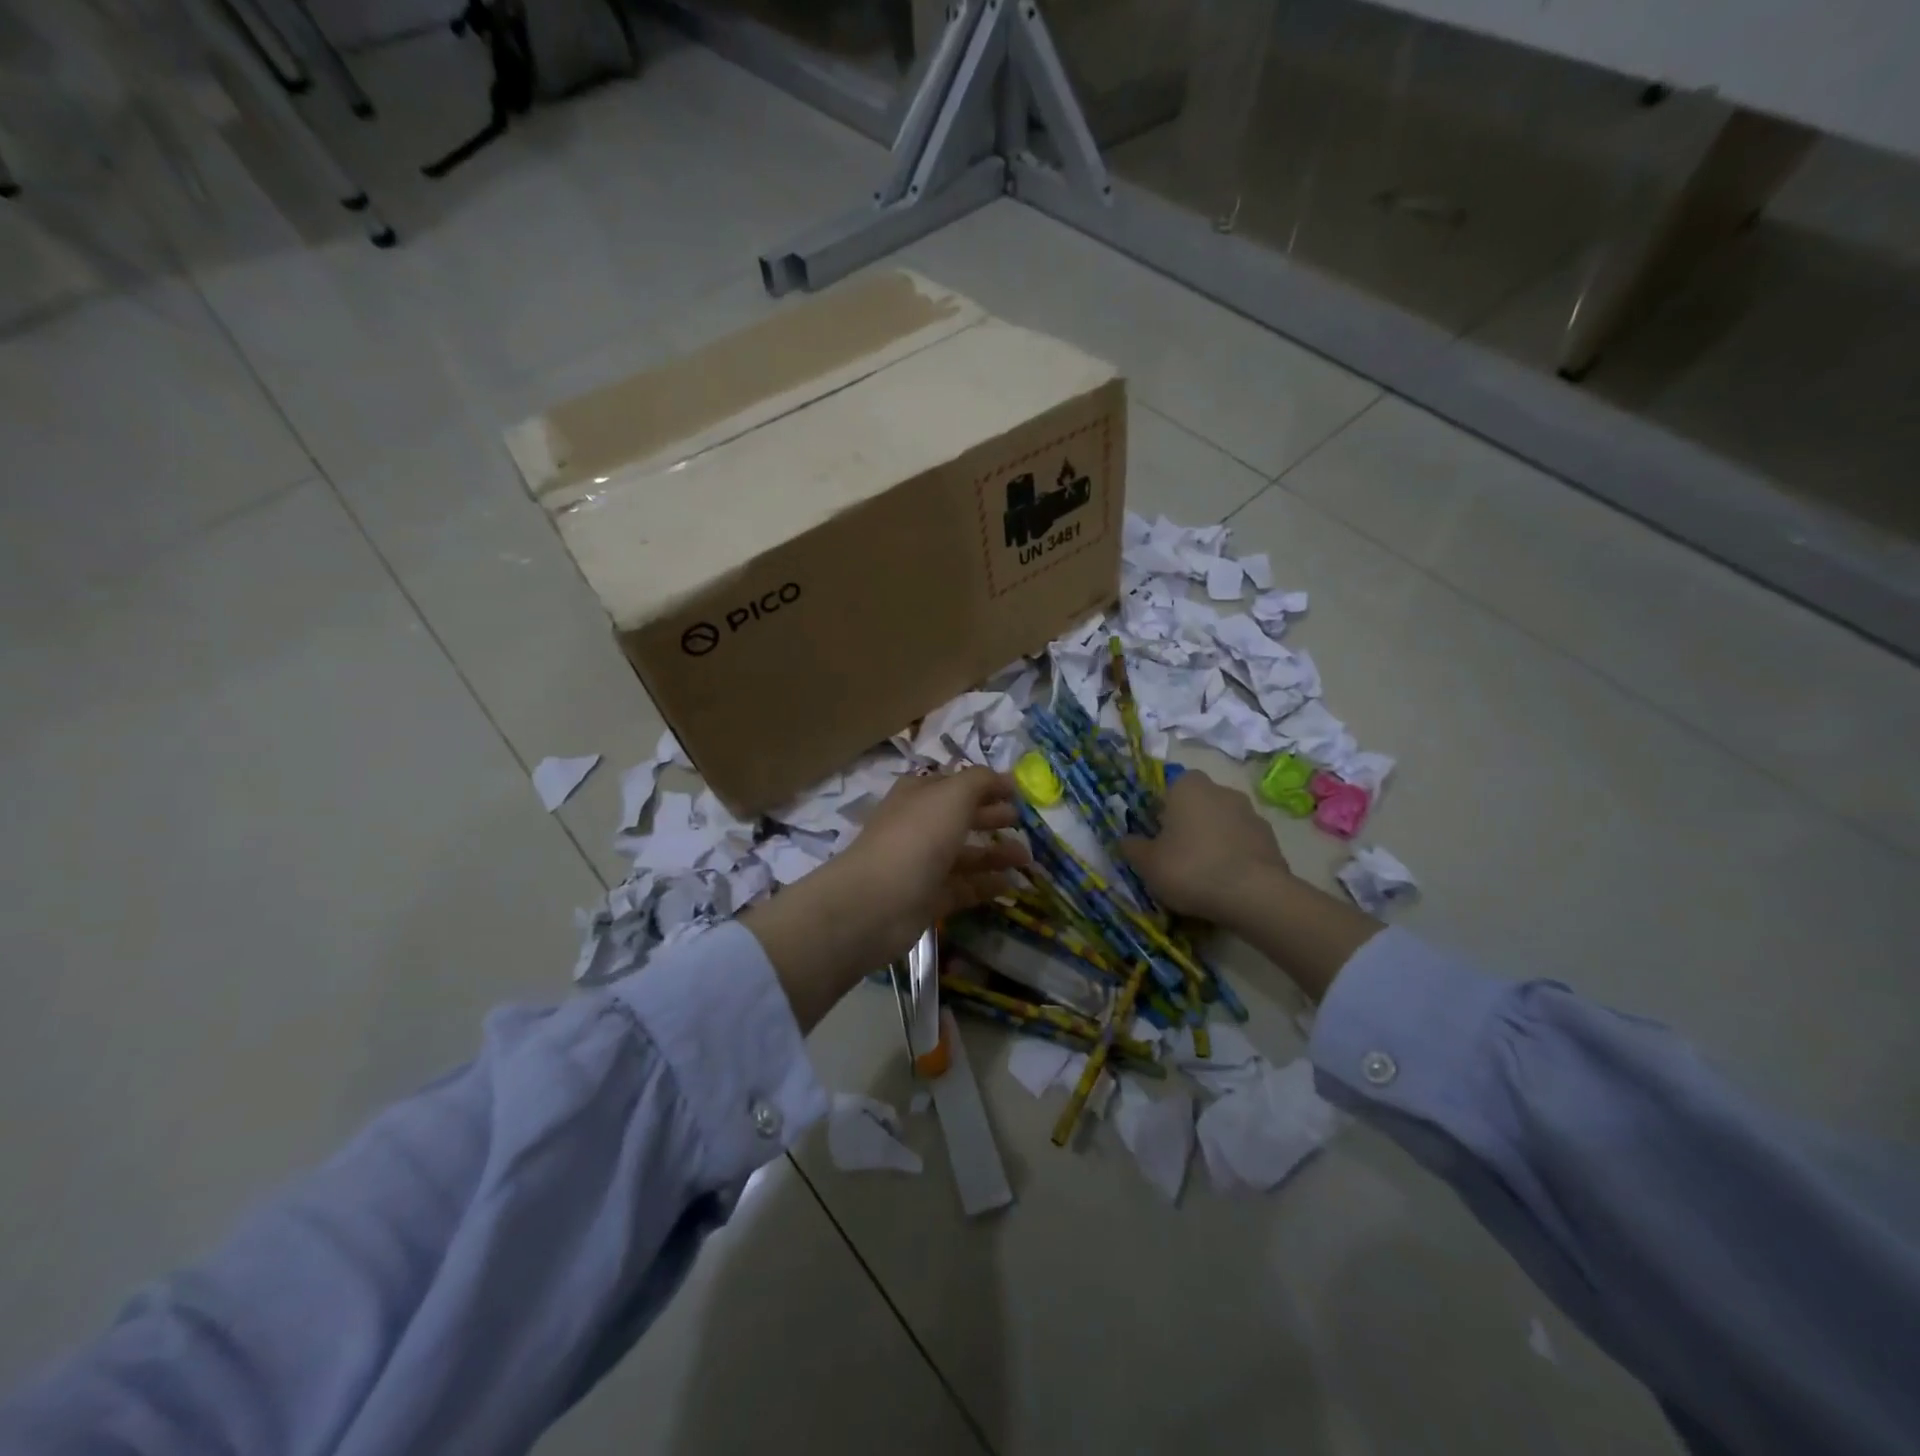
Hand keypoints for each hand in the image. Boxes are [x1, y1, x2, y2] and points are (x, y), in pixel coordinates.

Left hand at [742, 769, 1029, 1030]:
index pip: (955, 784)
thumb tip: (1003, 778)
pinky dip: (986, 885)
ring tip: (1027, 858)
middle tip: (1023, 823)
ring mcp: (921, 864)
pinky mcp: (927, 899)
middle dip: (991, 817)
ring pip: (964, 855)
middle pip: (960, 818)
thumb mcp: (953, 795)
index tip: (1018, 792)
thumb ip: (980, 781)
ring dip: (996, 854)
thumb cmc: (916, 837)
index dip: (985, 785)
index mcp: (918, 795)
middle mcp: (918, 826)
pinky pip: (963, 888)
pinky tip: (1011, 886)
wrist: (876, 902)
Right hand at [1119, 769, 1290, 922]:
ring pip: (1221, 822)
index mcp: (1187, 787)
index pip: (1168, 789)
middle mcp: (1221, 790)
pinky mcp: (1270, 838)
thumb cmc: (1190, 869)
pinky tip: (1227, 881)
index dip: (1160, 812)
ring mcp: (1250, 813)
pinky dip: (1234, 855)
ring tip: (1204, 873)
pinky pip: (1242, 842)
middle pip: (1197, 804)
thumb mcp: (1147, 863)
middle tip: (1177, 855)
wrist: (1254, 895)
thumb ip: (1132, 847)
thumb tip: (1126, 840)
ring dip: (1213, 839)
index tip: (1157, 837)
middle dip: (1188, 824)